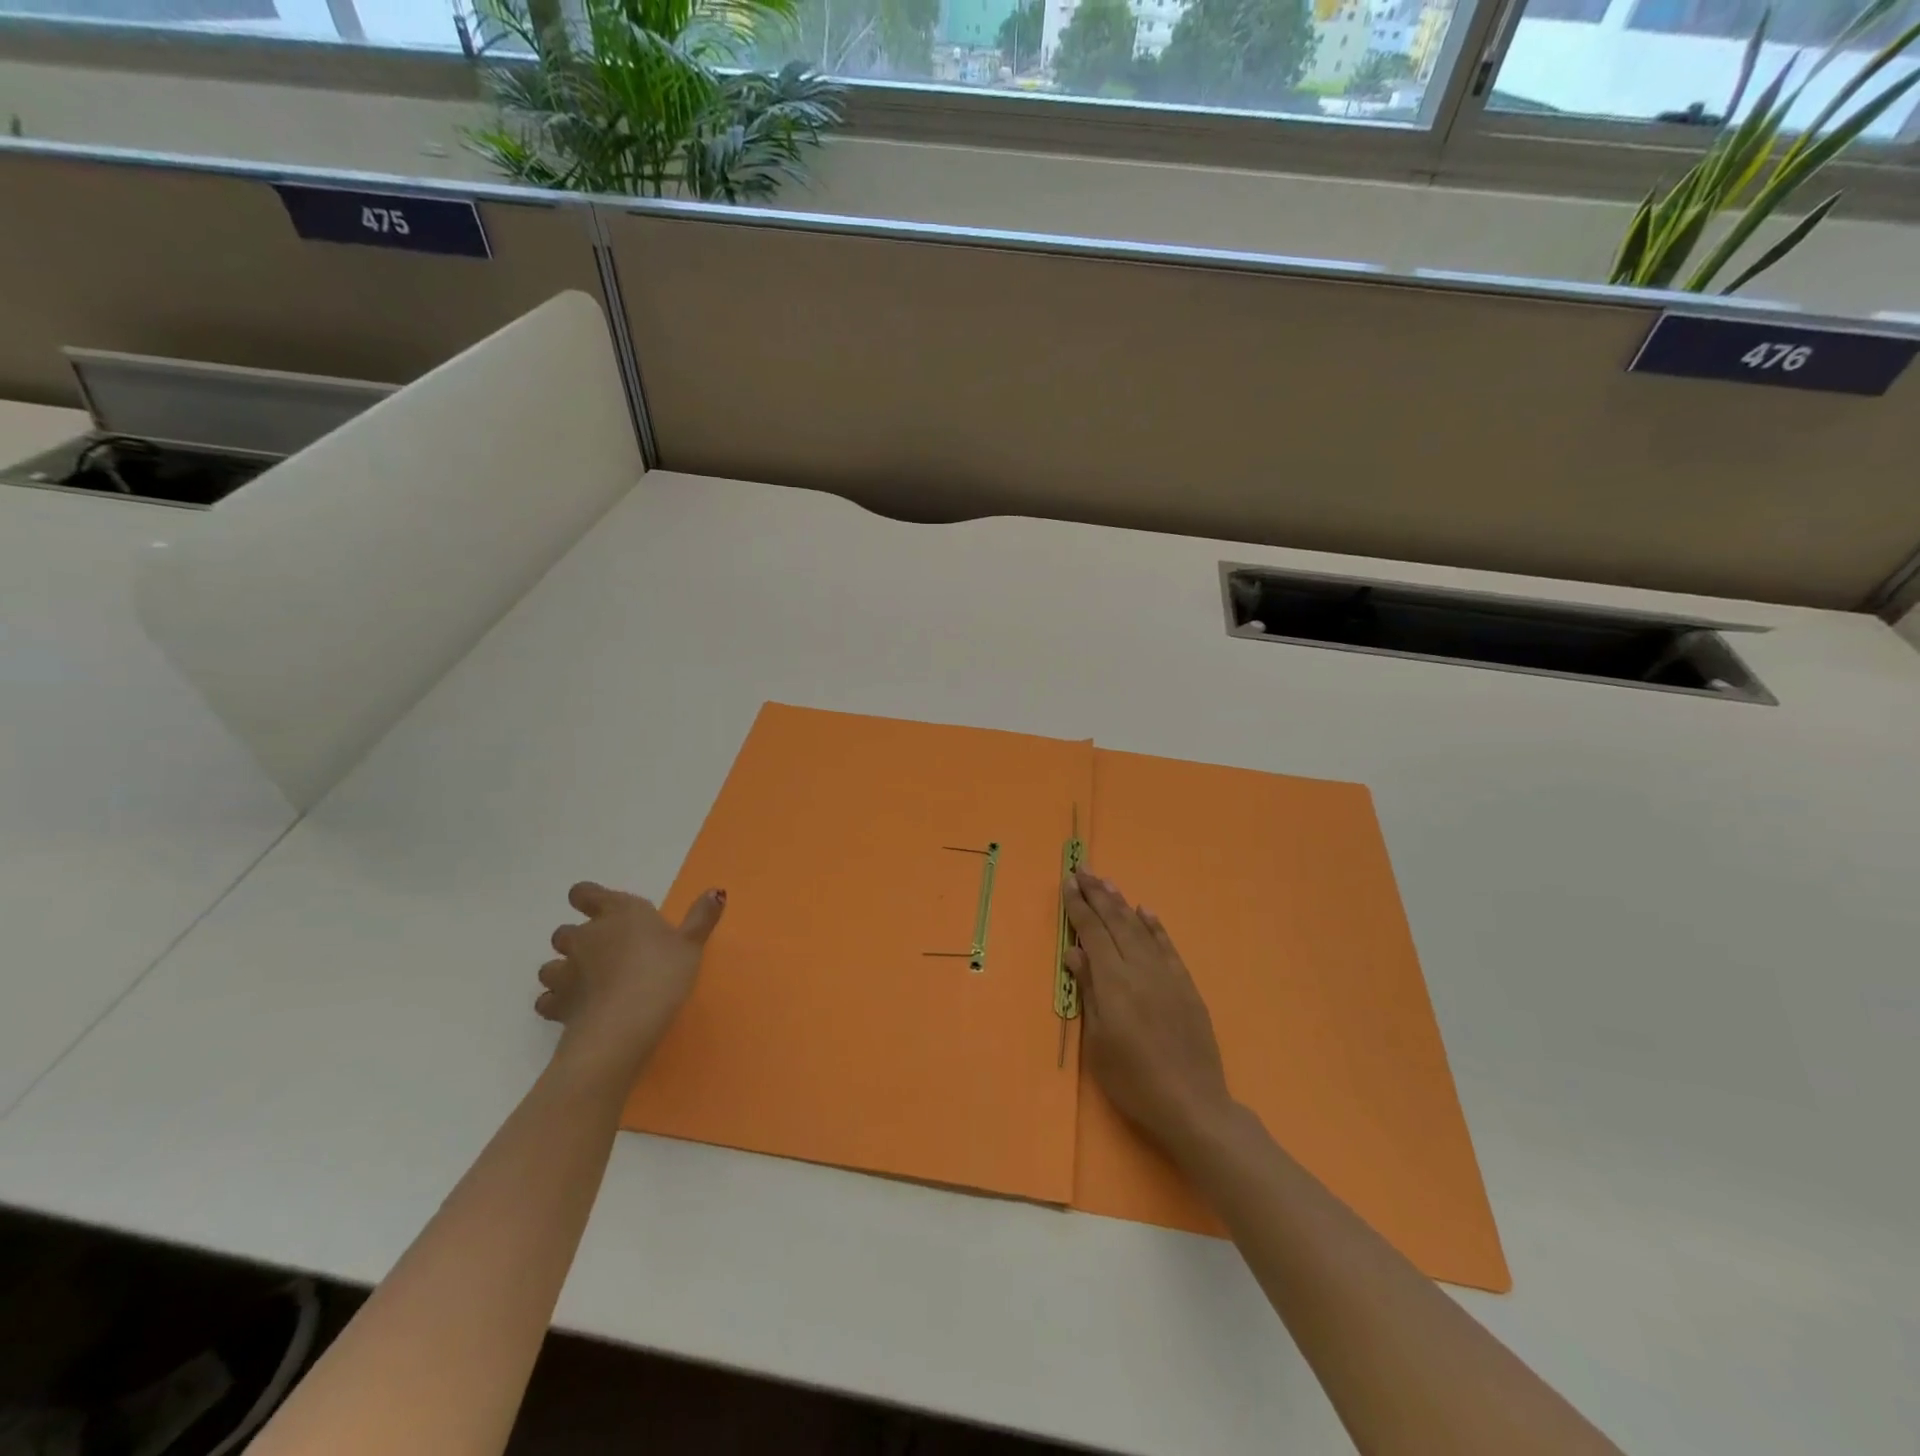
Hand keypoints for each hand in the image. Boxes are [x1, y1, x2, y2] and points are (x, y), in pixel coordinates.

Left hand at [537, 881, 725, 1085]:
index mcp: (618, 913)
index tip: (598, 907)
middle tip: (603, 953)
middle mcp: (585, 937)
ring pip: (550, 966)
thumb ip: (701, 917)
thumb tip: (716, 891)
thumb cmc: (662, 974)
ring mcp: (566, 971)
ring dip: (563, 971)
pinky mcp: (556, 1005)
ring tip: (586, 984)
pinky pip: (547, 1000)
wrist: (623, 1025)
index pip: (585, 893)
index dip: (587, 897)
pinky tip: (575, 1010)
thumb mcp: (691, 944)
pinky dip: (556, 1003)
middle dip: (577, 940)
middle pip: (565, 931)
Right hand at [1064, 868, 1234, 1158]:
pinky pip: (1167, 946)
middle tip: (1083, 869)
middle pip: (1115, 922)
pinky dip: (1154, 926)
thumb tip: (1074, 952)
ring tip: (1106, 882)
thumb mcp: (1098, 1042)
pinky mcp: (1186, 986)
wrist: (1192, 1104)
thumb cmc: (1133, 1080)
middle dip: (1097, 894)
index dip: (1079, 907)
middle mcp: (1140, 969)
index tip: (1068, 883)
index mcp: (1114, 982)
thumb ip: (1089, 991)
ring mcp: (1167, 975)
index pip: (1092, 933)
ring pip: (1140, 928)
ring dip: (1122, 903)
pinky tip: (1145, 911)